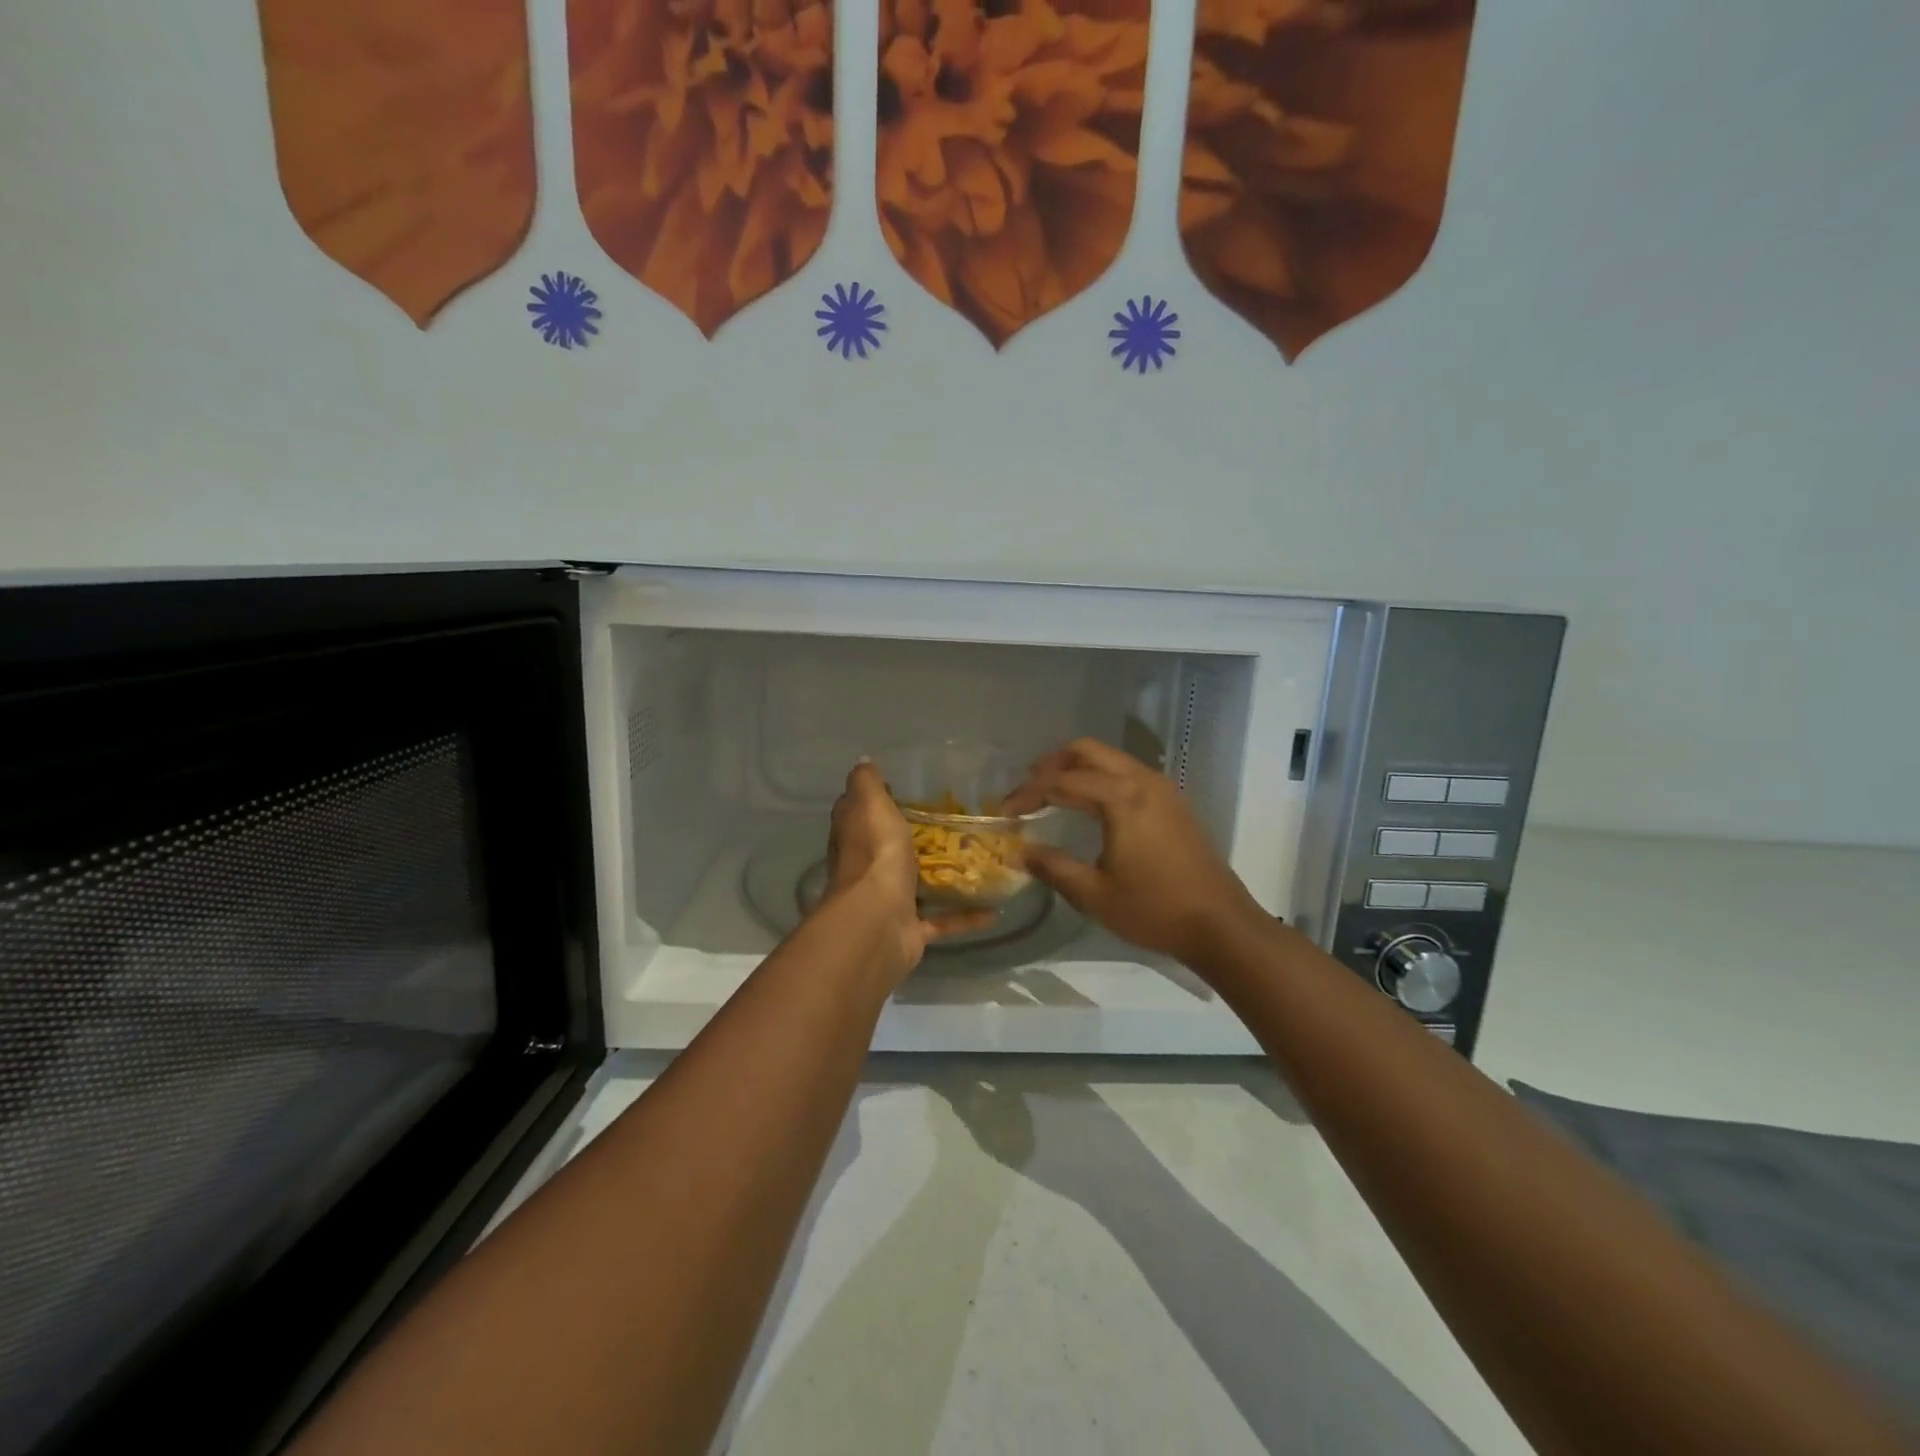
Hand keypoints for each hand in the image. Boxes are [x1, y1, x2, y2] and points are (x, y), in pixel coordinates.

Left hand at [824, 760, 992, 981]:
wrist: (877, 923)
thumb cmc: (875, 855)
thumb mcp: (870, 805)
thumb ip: (867, 783)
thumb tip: (864, 762)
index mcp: (856, 837)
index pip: (862, 813)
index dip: (880, 800)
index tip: (912, 789)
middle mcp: (868, 868)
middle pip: (892, 848)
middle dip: (919, 839)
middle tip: (959, 825)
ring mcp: (889, 901)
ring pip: (918, 885)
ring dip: (944, 877)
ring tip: (981, 862)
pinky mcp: (911, 929)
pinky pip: (942, 921)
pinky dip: (966, 916)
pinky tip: (994, 910)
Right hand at [1004, 738, 1268, 965]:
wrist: (1220, 924)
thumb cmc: (1154, 910)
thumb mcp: (1094, 894)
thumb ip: (1052, 867)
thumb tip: (1018, 851)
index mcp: (1121, 798)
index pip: (1062, 781)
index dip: (1028, 793)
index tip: (1005, 812)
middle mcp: (1142, 780)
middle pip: (1087, 751)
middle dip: (1051, 764)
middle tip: (1027, 789)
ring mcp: (1161, 787)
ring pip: (1110, 758)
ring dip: (1077, 768)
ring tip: (1051, 793)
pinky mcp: (1172, 801)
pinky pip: (1127, 772)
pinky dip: (1100, 777)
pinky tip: (1089, 805)